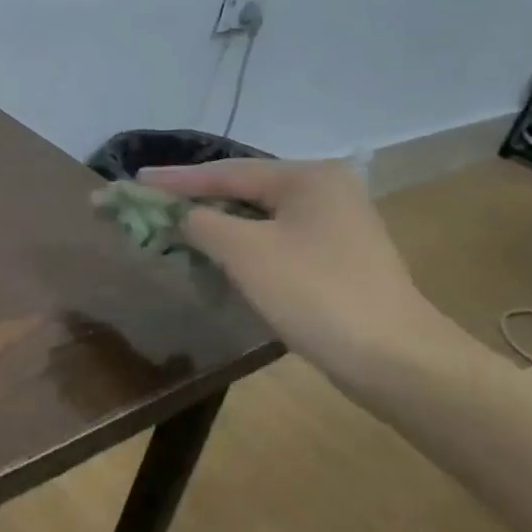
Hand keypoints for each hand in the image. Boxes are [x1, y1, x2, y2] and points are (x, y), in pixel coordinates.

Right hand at [137, 159, 461, 395]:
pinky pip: (278, 239)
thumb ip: (202, 223)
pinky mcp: (340, 259)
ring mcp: (338, 225)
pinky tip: (221, 256)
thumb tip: (179, 215)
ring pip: (261, 217)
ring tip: (178, 229)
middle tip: (153, 205)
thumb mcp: (245, 252)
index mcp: (307, 177)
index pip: (226, 171)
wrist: (396, 360)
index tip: (135, 181)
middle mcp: (326, 190)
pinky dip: (244, 245)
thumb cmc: (314, 292)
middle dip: (197, 201)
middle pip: (245, 189)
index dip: (176, 179)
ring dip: (219, 225)